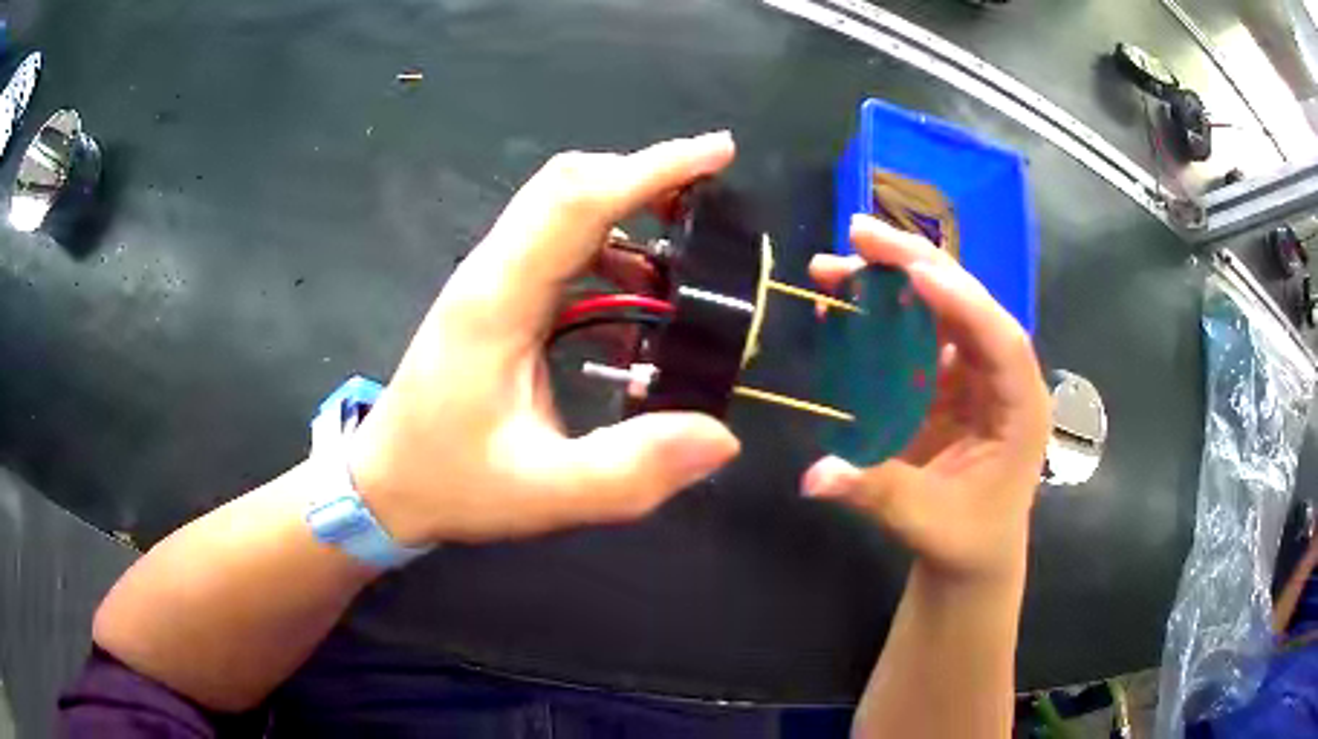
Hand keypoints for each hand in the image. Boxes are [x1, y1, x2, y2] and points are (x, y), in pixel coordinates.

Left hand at [349, 133, 741, 545]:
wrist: (384, 483)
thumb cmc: (451, 482)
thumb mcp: (544, 493)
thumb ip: (630, 471)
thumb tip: (722, 438)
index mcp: (499, 300)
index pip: (580, 201)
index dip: (653, 168)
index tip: (719, 152)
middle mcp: (492, 273)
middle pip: (568, 184)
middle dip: (644, 175)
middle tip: (710, 201)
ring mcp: (489, 281)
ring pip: (560, 208)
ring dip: (626, 208)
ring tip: (684, 253)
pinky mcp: (493, 298)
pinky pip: (555, 245)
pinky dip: (607, 246)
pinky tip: (636, 296)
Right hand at [803, 215, 1049, 580]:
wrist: (972, 554)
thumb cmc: (967, 539)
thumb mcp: (926, 521)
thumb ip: (876, 492)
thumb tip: (812, 477)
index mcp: (1020, 409)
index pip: (1001, 341)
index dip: (963, 303)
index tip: (914, 272)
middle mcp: (1002, 377)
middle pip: (969, 304)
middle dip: (918, 264)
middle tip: (861, 233)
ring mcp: (974, 374)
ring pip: (941, 308)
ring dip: (894, 278)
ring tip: (840, 260)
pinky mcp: (948, 380)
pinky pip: (919, 334)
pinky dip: (884, 314)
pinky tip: (846, 301)